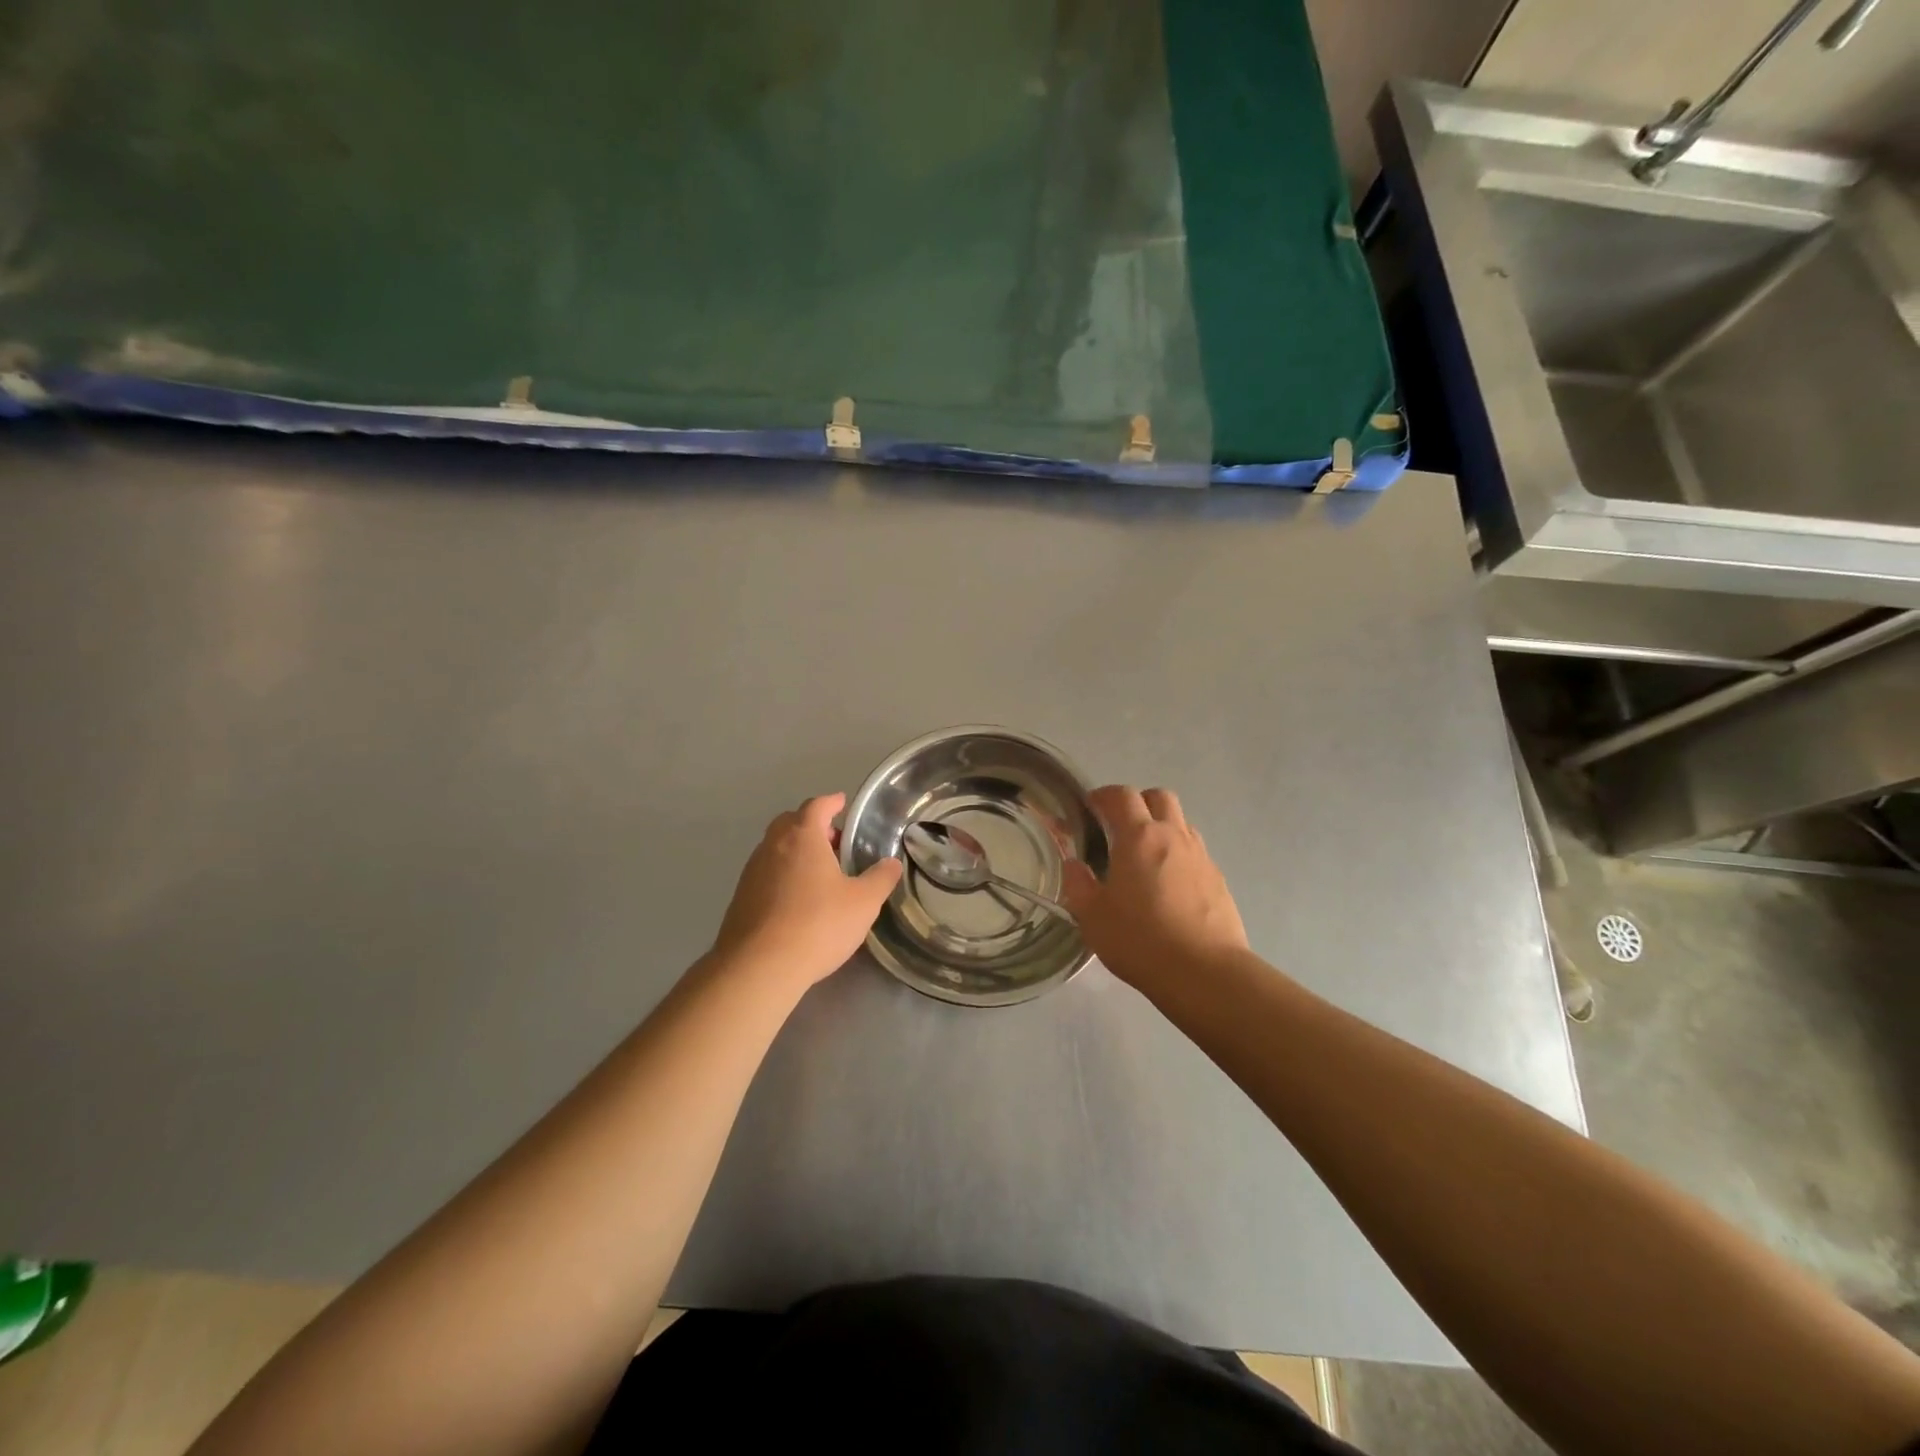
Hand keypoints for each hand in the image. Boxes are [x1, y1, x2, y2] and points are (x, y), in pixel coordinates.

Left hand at [712, 793, 902, 989]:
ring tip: (819, 872)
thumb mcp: (863, 903)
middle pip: (791, 822)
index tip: (842, 803)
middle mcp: (772, 846)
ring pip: (775, 848)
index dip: (832, 802)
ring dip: (796, 851)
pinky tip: (797, 899)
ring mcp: (751, 871)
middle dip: (812, 825)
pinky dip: (782, 874)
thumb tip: (891, 863)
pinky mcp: (740, 897)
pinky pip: (765, 873)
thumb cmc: (817, 925)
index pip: (817, 806)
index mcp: (802, 837)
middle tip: (834, 842)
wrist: (758, 967)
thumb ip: (880, 879)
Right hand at [1061, 786, 1248, 992]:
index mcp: (1139, 837)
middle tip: (1119, 826)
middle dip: (1138, 803)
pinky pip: (1195, 852)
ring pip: (1181, 823)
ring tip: (1144, 857)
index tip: (1090, 807)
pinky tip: (1168, 886)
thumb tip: (1073, 864)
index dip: (1103, 795)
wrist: (1205, 973)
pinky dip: (1178, 855)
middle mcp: (1173, 836)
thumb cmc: (1140, 939)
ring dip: (1161, 827)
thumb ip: (1078, 884)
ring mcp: (1201, 856)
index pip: (1121, 796)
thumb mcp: (1093, 916)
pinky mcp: (1218, 880)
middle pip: (1159, 797)